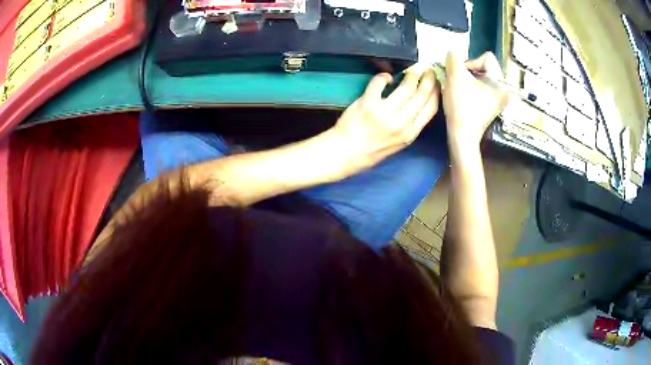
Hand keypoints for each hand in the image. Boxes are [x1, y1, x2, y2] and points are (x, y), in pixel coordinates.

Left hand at [331, 70, 439, 172]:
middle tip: (427, 71)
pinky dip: (384, 76)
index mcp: (410, 134)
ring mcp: (385, 113)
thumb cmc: (371, 150)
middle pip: (422, 94)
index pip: (431, 108)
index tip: (437, 83)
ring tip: (410, 72)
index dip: (436, 93)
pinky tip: (385, 77)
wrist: (345, 153)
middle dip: (428, 79)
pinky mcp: (368, 103)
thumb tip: (418, 103)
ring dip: (410, 75)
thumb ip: (409, 126)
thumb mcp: (398, 144)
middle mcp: (401, 123)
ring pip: (406, 87)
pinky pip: (380, 82)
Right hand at [443, 52, 508, 148]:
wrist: (461, 136)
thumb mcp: (455, 76)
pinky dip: (471, 88)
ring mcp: (498, 100)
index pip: (487, 57)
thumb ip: (453, 58)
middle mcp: (504, 90)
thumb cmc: (462, 106)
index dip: (471, 62)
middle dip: (469, 71)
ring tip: (459, 89)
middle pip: (484, 67)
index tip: (461, 75)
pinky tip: (463, 96)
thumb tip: (453, 55)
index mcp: (501, 83)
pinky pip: (481, 88)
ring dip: (468, 79)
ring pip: (481, 77)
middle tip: (458, 81)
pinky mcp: (491, 106)